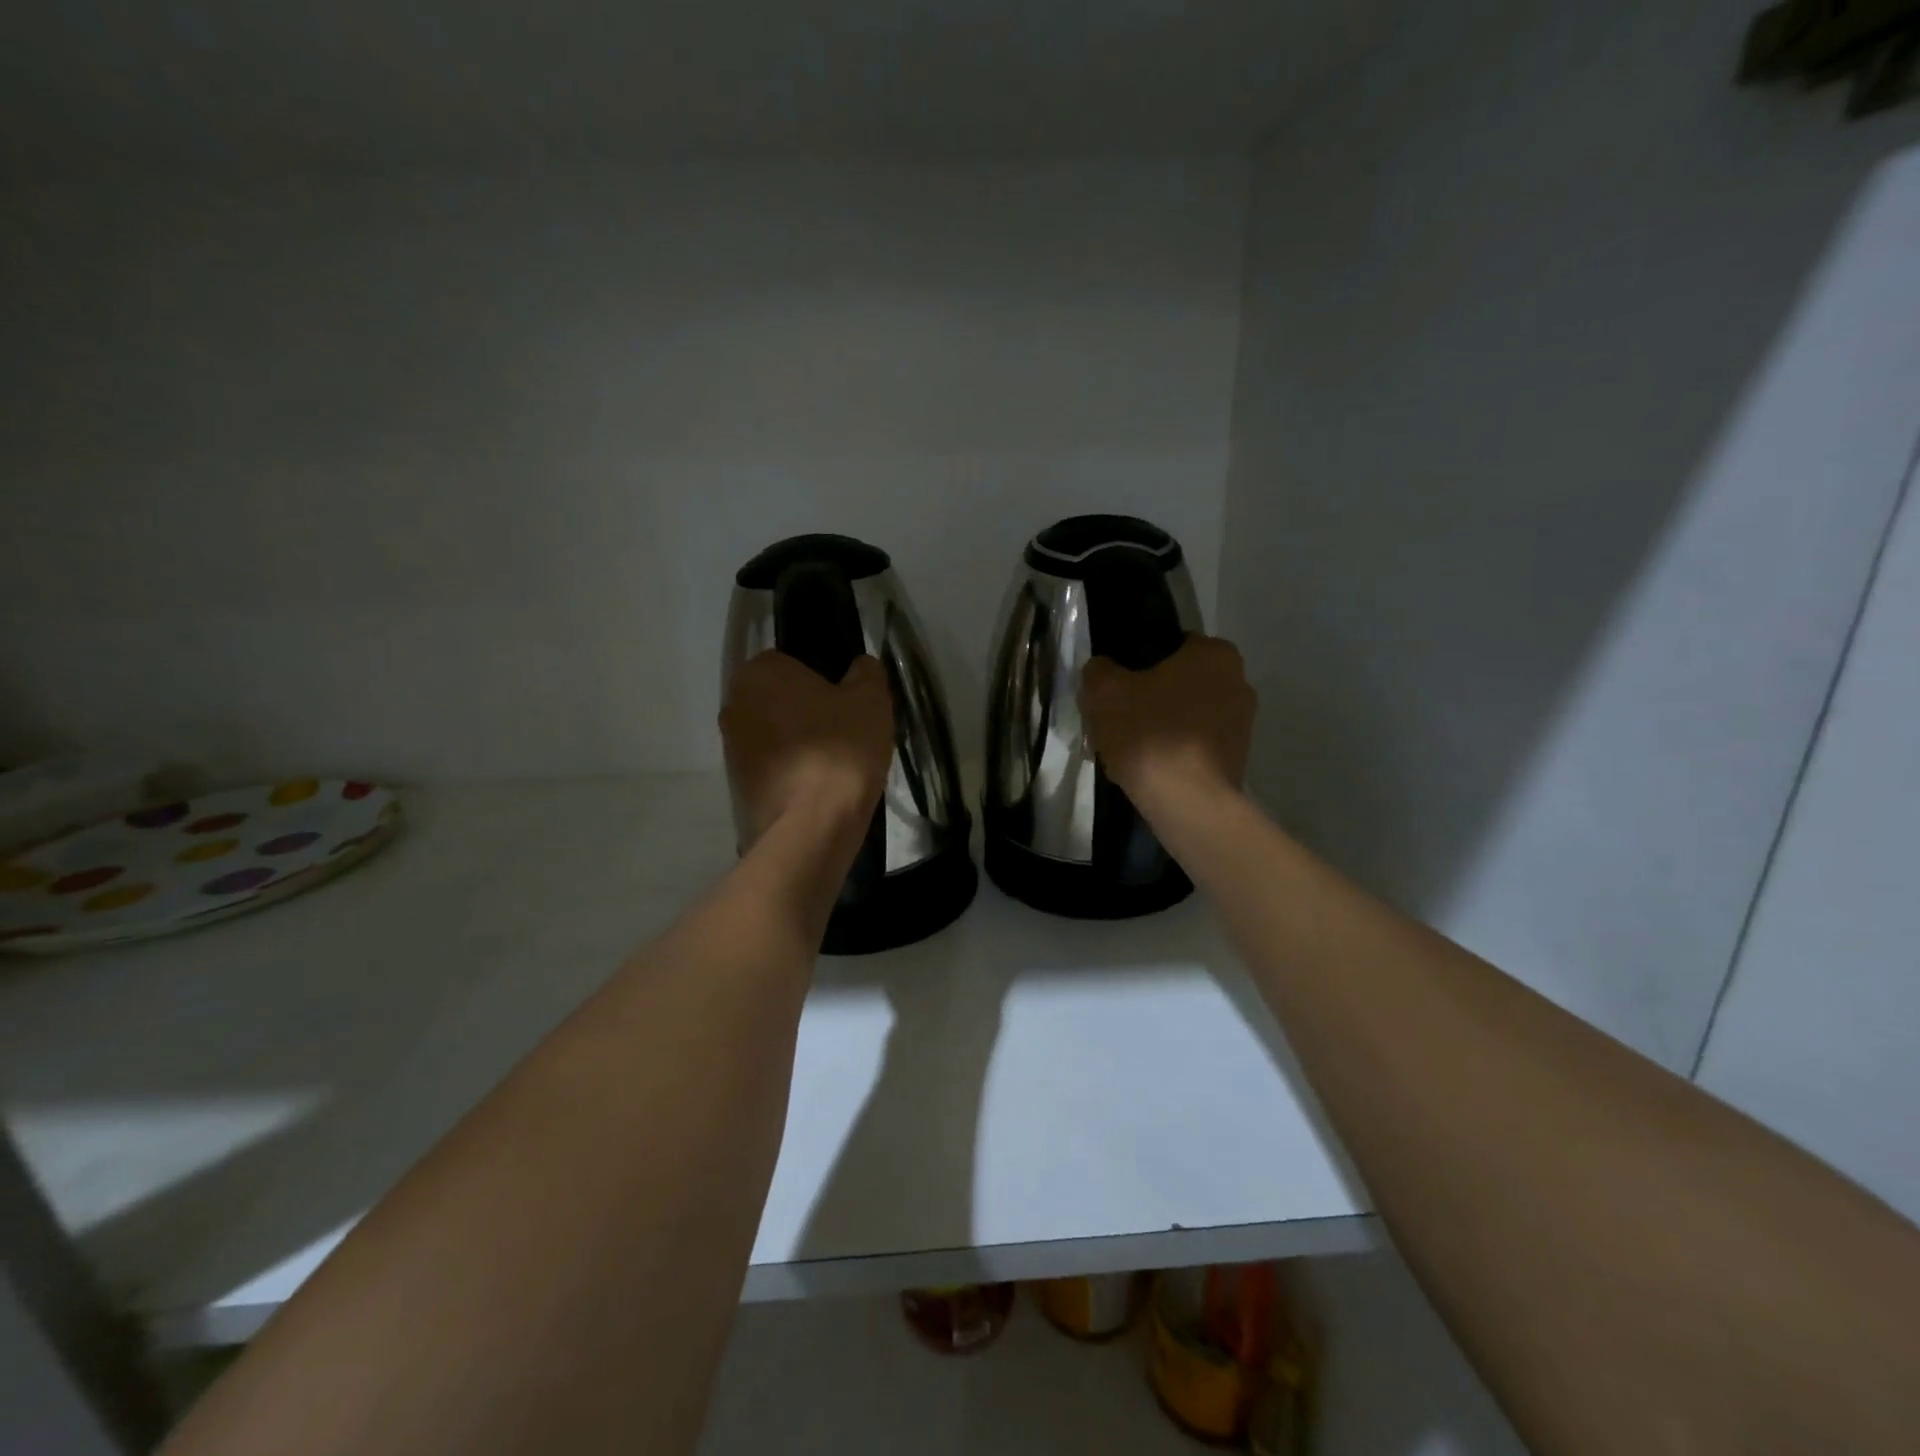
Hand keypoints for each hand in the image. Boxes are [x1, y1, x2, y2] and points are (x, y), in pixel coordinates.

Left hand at [720, 651, 893, 846]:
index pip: (793, 663)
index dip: (825, 680)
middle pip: (780, 699)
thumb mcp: (871, 698)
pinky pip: (773, 766)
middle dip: (808, 712)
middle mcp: (734, 704)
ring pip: (775, 734)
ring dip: (799, 743)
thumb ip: (866, 671)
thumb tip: (860, 666)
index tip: (847, 703)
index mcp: (759, 672)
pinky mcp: (739, 784)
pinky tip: (821, 786)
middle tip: (845, 731)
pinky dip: (793, 771)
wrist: (814, 823)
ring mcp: (731, 747)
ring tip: (836, 762)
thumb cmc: (841, 747)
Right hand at [1082, 635, 1255, 816]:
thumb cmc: (1148, 732)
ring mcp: (1242, 725)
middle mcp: (1238, 683)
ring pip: (1184, 719)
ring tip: (1124, 754)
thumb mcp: (1104, 691)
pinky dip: (1172, 756)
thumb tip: (1103, 669)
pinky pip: (1194, 748)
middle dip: (1147, 701)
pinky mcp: (1237, 760)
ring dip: (1157, 731)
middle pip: (1177, 685)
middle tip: (1114, 723)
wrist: (1186, 801)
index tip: (1116, 689)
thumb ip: (1099, 670)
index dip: (1137, 666)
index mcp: (1214, 654)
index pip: (1170, 646)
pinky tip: (1146, 773)